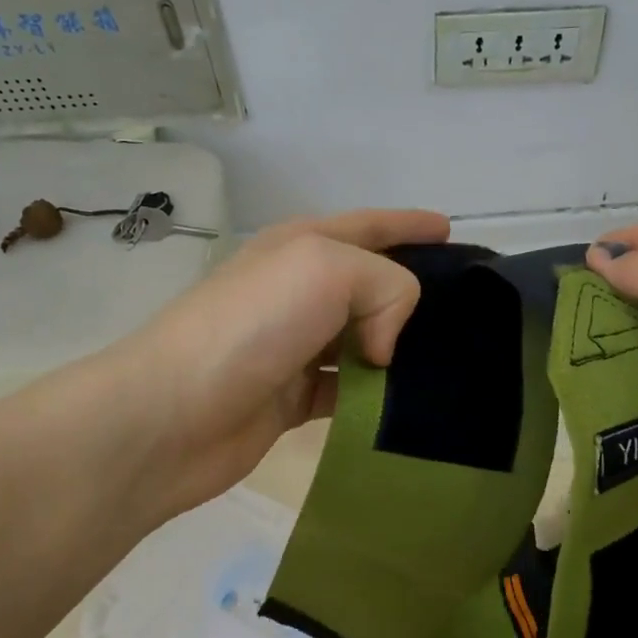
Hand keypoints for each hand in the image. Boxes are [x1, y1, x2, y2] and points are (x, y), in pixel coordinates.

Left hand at [97, 208, 449, 523]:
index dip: (410, 224)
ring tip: (447, 361)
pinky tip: (404, 403)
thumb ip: (385, 285)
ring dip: (399, 349)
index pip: (370, 225)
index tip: (451, 231)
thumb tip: (384, 347)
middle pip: (371, 284)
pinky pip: (351, 389)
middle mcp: (299, 291)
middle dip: (414, 293)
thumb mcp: (327, 269)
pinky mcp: (294, 397)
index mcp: (303, 246)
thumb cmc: (251, 324)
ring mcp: (295, 345)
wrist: (172, 413)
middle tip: (464, 311)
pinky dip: (376, 395)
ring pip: (364, 339)